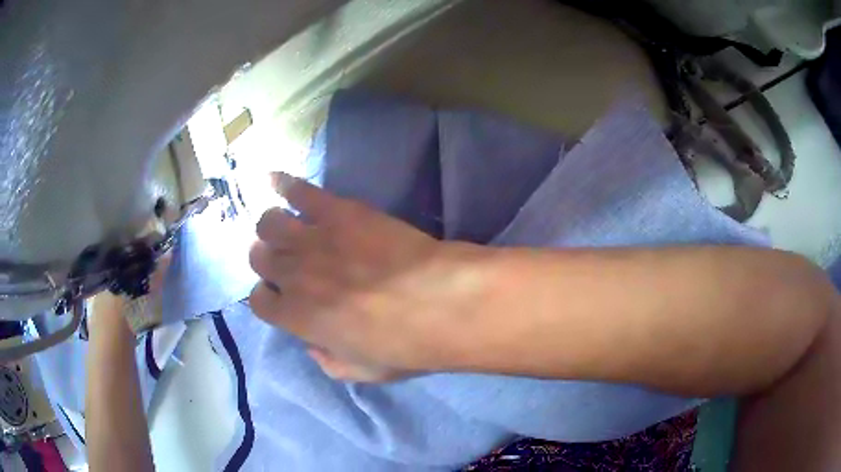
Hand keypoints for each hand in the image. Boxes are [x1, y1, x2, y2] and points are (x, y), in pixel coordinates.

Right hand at [249, 173, 486, 381]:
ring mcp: (312, 239)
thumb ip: (329, 363)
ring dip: (272, 226)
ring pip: (270, 223)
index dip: (266, 296)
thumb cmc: (401, 344)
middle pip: (259, 257)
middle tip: (284, 258)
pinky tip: (276, 179)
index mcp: (295, 317)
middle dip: (266, 258)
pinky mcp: (337, 211)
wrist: (436, 301)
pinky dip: (284, 184)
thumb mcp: (362, 371)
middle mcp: (292, 275)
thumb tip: (313, 347)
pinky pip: (299, 191)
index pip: (259, 301)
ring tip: (285, 225)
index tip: (279, 294)